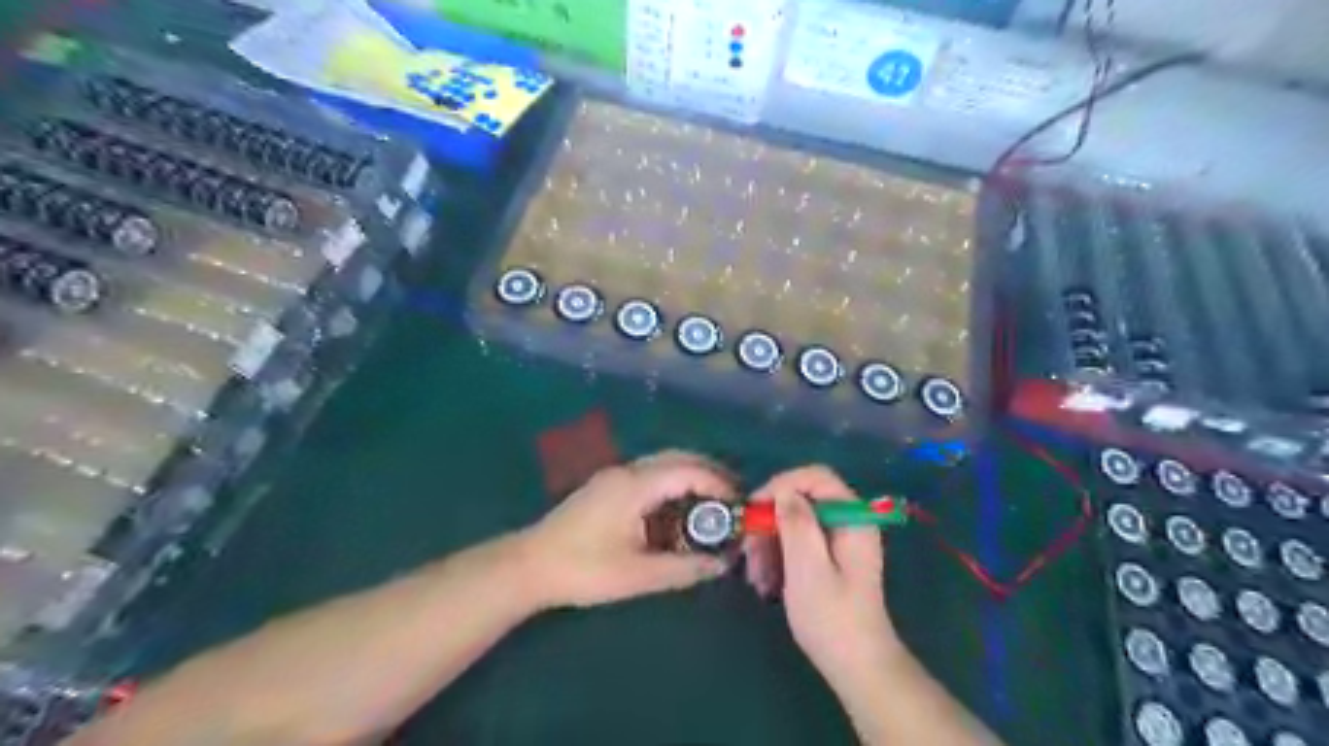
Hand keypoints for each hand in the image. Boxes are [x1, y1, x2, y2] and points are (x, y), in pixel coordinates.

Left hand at [517, 453, 736, 607]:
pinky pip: (650, 476)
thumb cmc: (583, 569)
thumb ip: (683, 568)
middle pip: (678, 458)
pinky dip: (673, 485)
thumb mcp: (637, 575)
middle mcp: (627, 471)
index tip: (739, 505)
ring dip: (691, 478)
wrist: (529, 566)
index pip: (688, 470)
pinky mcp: (607, 488)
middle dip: (710, 474)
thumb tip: (722, 564)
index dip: (718, 484)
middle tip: (734, 498)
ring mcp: (614, 477)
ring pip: (663, 465)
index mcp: (635, 485)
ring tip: (713, 505)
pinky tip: (679, 510)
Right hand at [745, 467, 896, 687]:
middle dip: (771, 523)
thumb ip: (797, 524)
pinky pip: (798, 544)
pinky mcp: (829, 559)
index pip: (816, 477)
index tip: (755, 509)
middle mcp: (848, 522)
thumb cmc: (832, 618)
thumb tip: (783, 491)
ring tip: (756, 578)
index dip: (782, 485)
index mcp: (852, 518)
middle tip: (748, 552)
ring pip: (794, 523)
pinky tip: (765, 584)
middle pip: (802, 500)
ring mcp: (839, 541)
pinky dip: (778, 558)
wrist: (857, 667)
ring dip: (769, 545)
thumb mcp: (808, 568)